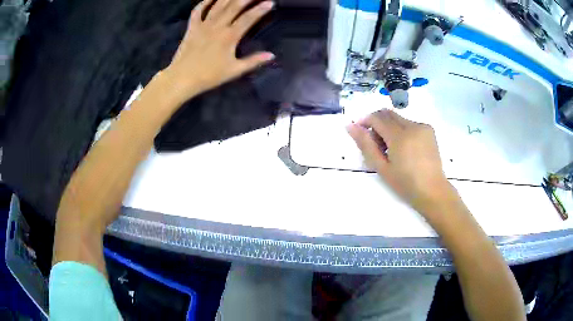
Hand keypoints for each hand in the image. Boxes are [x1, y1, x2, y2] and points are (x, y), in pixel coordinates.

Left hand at [164, 0, 274, 101]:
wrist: (182, 78)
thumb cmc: (209, 76)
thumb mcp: (234, 71)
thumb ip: (253, 61)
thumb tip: (271, 55)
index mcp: (229, 36)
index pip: (248, 18)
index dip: (260, 9)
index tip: (270, 2)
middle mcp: (217, 26)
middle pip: (234, 6)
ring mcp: (203, 25)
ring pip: (218, 5)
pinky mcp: (192, 27)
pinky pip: (198, 10)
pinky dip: (204, 2)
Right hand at [347, 109, 453, 212]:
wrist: (432, 190)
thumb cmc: (405, 183)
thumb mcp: (382, 167)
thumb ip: (366, 145)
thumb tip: (350, 126)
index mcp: (399, 136)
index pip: (376, 117)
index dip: (365, 121)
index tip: (360, 133)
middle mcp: (412, 125)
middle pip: (387, 114)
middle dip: (377, 123)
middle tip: (376, 144)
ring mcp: (422, 126)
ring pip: (398, 118)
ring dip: (389, 127)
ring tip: (391, 149)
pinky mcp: (428, 129)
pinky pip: (409, 123)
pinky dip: (402, 130)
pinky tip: (405, 148)